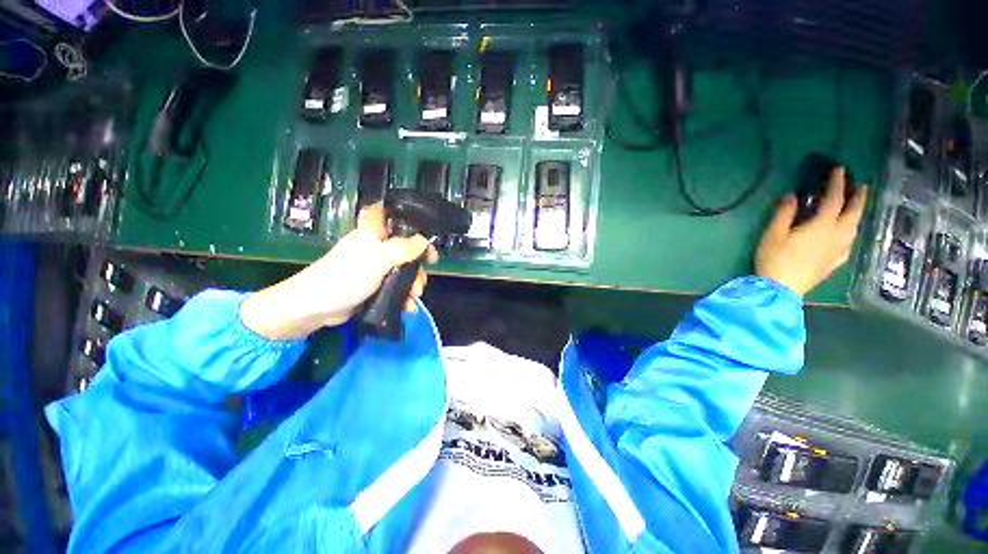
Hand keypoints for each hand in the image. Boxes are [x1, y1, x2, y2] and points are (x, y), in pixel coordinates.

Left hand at [240, 203, 438, 339]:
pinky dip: (404, 296)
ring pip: (403, 269)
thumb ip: (404, 248)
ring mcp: (375, 267)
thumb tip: (424, 240)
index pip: (393, 216)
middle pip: (405, 248)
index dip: (412, 223)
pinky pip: (396, 286)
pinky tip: (408, 306)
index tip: (427, 238)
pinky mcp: (374, 285)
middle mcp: (375, 246)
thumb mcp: (379, 258)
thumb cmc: (347, 276)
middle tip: (422, 277)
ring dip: (413, 283)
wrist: (316, 307)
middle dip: (418, 265)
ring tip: (414, 297)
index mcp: (373, 233)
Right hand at [756, 167, 867, 295]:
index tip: (839, 169)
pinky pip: (849, 244)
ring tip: (855, 208)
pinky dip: (851, 234)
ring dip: (857, 214)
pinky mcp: (834, 263)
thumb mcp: (773, 234)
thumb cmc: (774, 258)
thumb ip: (784, 213)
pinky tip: (847, 235)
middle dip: (858, 197)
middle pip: (854, 213)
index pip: (834, 199)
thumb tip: (792, 196)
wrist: (781, 289)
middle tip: (860, 186)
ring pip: (855, 228)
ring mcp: (838, 251)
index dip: (837, 183)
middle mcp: (837, 236)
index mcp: (822, 226)